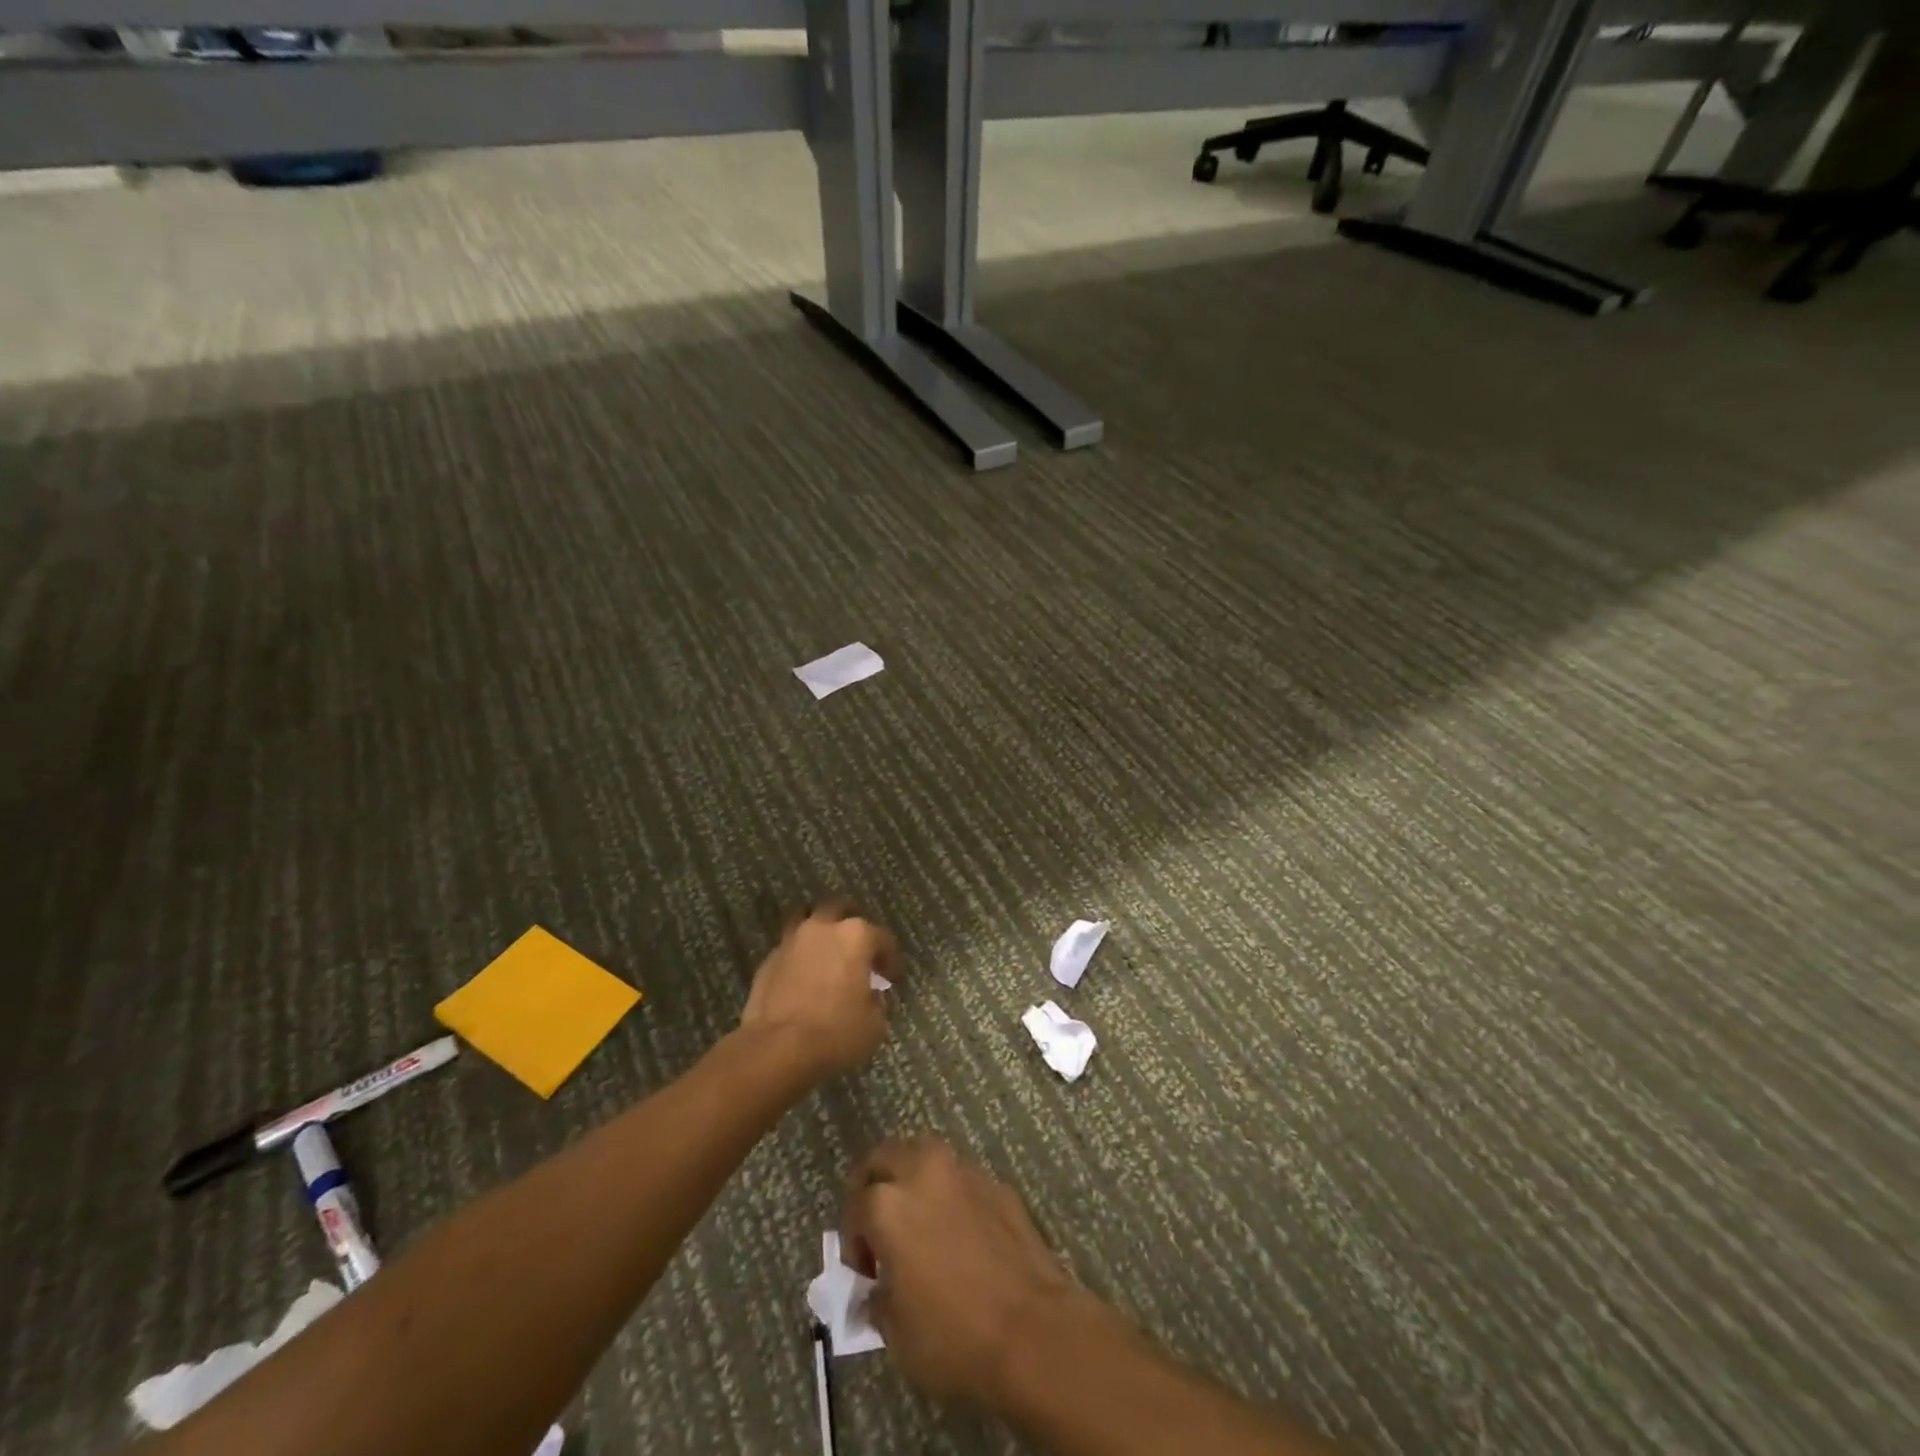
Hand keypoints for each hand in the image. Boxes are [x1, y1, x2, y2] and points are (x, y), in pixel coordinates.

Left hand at [740, 900, 896, 1078]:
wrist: (778, 1048)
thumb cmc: (836, 1032)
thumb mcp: (874, 1023)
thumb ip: (876, 1001)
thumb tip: (868, 996)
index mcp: (855, 936)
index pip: (882, 937)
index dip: (890, 958)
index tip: (890, 979)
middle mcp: (822, 929)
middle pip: (838, 910)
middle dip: (849, 926)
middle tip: (856, 952)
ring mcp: (791, 941)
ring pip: (806, 921)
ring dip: (818, 935)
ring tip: (825, 957)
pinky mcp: (767, 961)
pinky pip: (788, 950)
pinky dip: (798, 959)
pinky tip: (802, 980)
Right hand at [841, 1136, 1077, 1406]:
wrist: (1033, 1330)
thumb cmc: (954, 1337)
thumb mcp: (896, 1333)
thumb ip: (877, 1299)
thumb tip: (878, 1289)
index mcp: (888, 1204)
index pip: (855, 1205)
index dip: (854, 1241)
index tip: (866, 1272)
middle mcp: (923, 1172)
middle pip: (885, 1156)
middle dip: (874, 1184)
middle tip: (879, 1226)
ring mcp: (964, 1172)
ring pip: (924, 1154)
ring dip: (912, 1177)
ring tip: (918, 1220)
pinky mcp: (996, 1183)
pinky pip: (960, 1177)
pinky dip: (949, 1193)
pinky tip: (958, 1231)